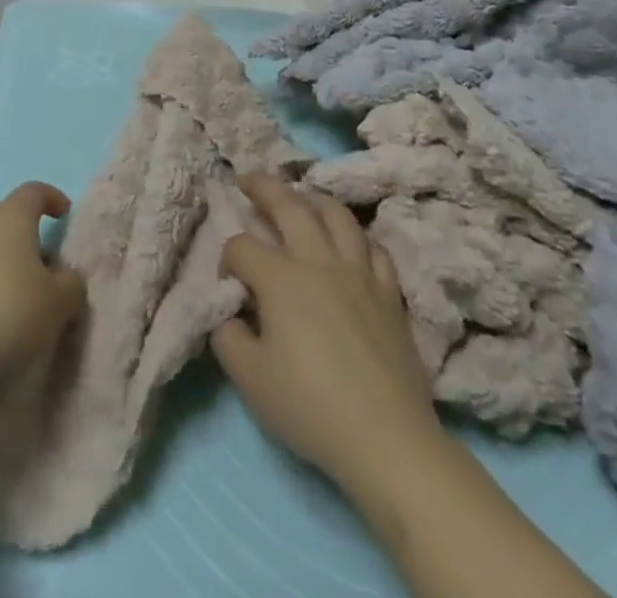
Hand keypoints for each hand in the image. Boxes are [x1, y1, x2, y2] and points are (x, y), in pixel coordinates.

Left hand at [0, 182, 85, 385]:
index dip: (52, 199)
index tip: (65, 216)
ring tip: (23, 302)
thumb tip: (65, 277)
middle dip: (29, 241)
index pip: (33, 191)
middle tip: (48, 272)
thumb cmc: (12, 312)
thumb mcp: (60, 300)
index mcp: (10, 218)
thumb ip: (71, 282)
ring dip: (5, 268)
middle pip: (9, 222)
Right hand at [211, 174, 438, 491]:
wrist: (386, 439)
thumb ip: (228, 336)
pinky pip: (374, 248)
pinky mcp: (390, 292)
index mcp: (280, 278)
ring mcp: (359, 272)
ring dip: (314, 200)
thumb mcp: (250, 379)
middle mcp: (319, 261)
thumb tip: (231, 312)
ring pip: (337, 215)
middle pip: (288, 206)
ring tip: (302, 199)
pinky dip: (356, 237)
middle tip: (248, 179)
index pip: (241, 247)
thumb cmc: (310, 408)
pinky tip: (350, 244)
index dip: (226, 260)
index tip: (228, 285)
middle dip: (263, 187)